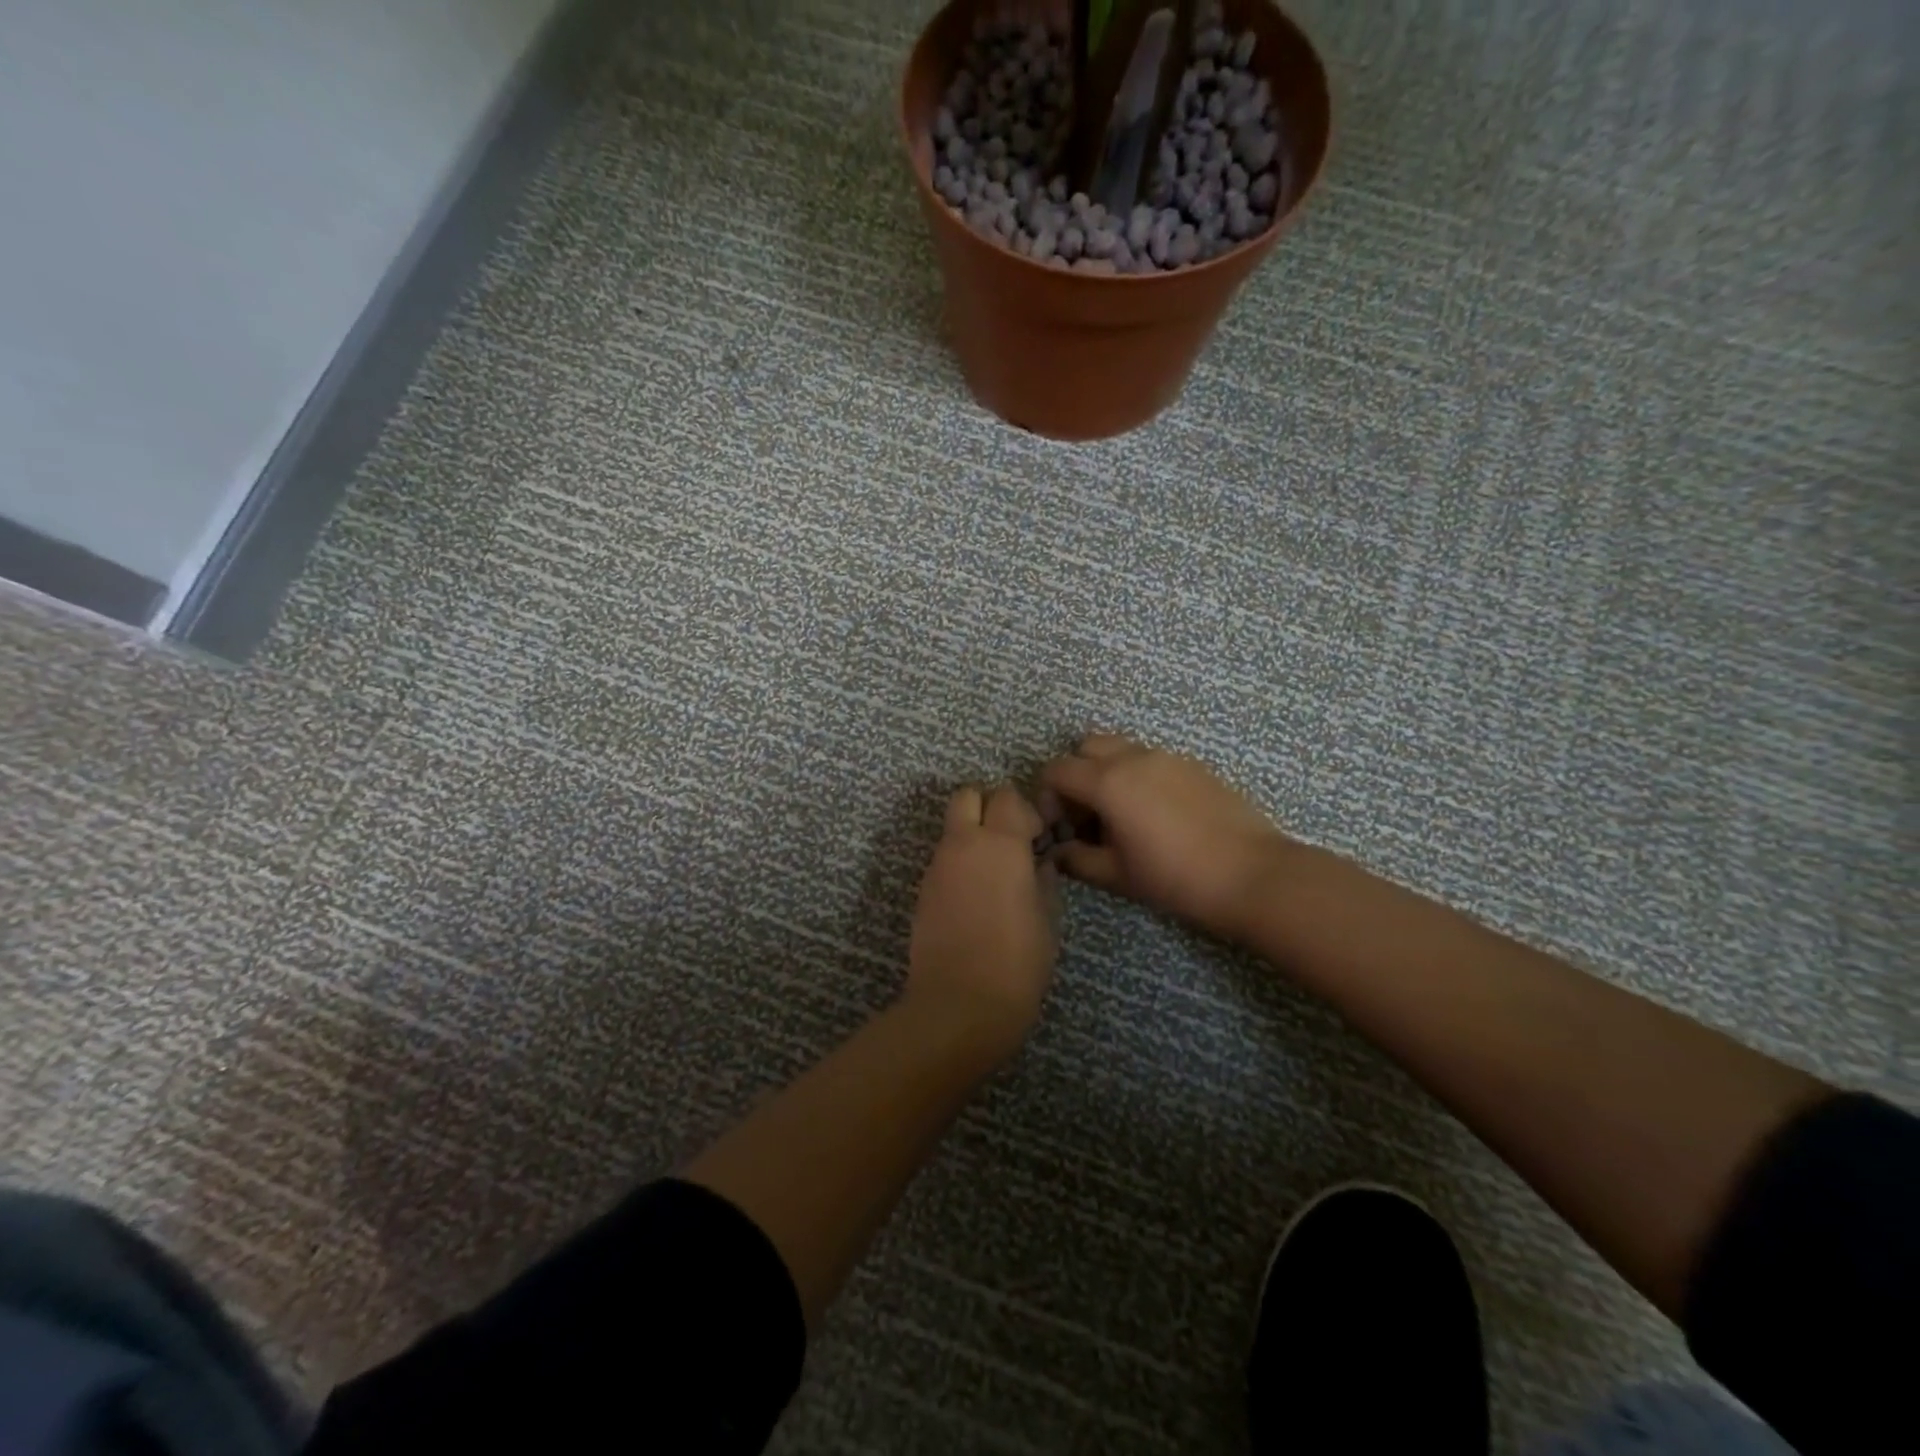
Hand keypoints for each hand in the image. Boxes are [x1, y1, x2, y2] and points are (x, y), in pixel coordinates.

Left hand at [905, 784, 1059, 1058]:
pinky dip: (959, 865)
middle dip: (989, 807)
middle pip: (968, 796)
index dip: (1025, 810)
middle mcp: (962, 844)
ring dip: (972, 837)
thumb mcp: (1048, 919)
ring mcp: (936, 867)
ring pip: (952, 829)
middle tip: (1010, 842)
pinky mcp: (922, 891)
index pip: (1007, 796)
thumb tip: (1039, 863)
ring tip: (995, 877)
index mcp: (1000, 844)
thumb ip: (1044, 880)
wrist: (958, 1006)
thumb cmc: (1017, 963)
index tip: (1038, 839)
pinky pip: (943, 860)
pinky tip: (975, 900)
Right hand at [1038, 734, 1286, 938]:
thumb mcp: (1117, 875)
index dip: (1047, 798)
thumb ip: (1077, 859)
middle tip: (1087, 816)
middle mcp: (1134, 757)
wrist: (1252, 875)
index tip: (1060, 829)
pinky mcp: (1194, 765)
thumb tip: (1059, 852)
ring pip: (1121, 749)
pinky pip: (1151, 759)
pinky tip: (1156, 816)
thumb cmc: (1175, 878)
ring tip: (1121, 816)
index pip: (1056, 770)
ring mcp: (1168, 757)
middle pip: (1085, 748)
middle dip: (1076, 776)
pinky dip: (1138, 776)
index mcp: (1108, 781)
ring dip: (1107, 773)